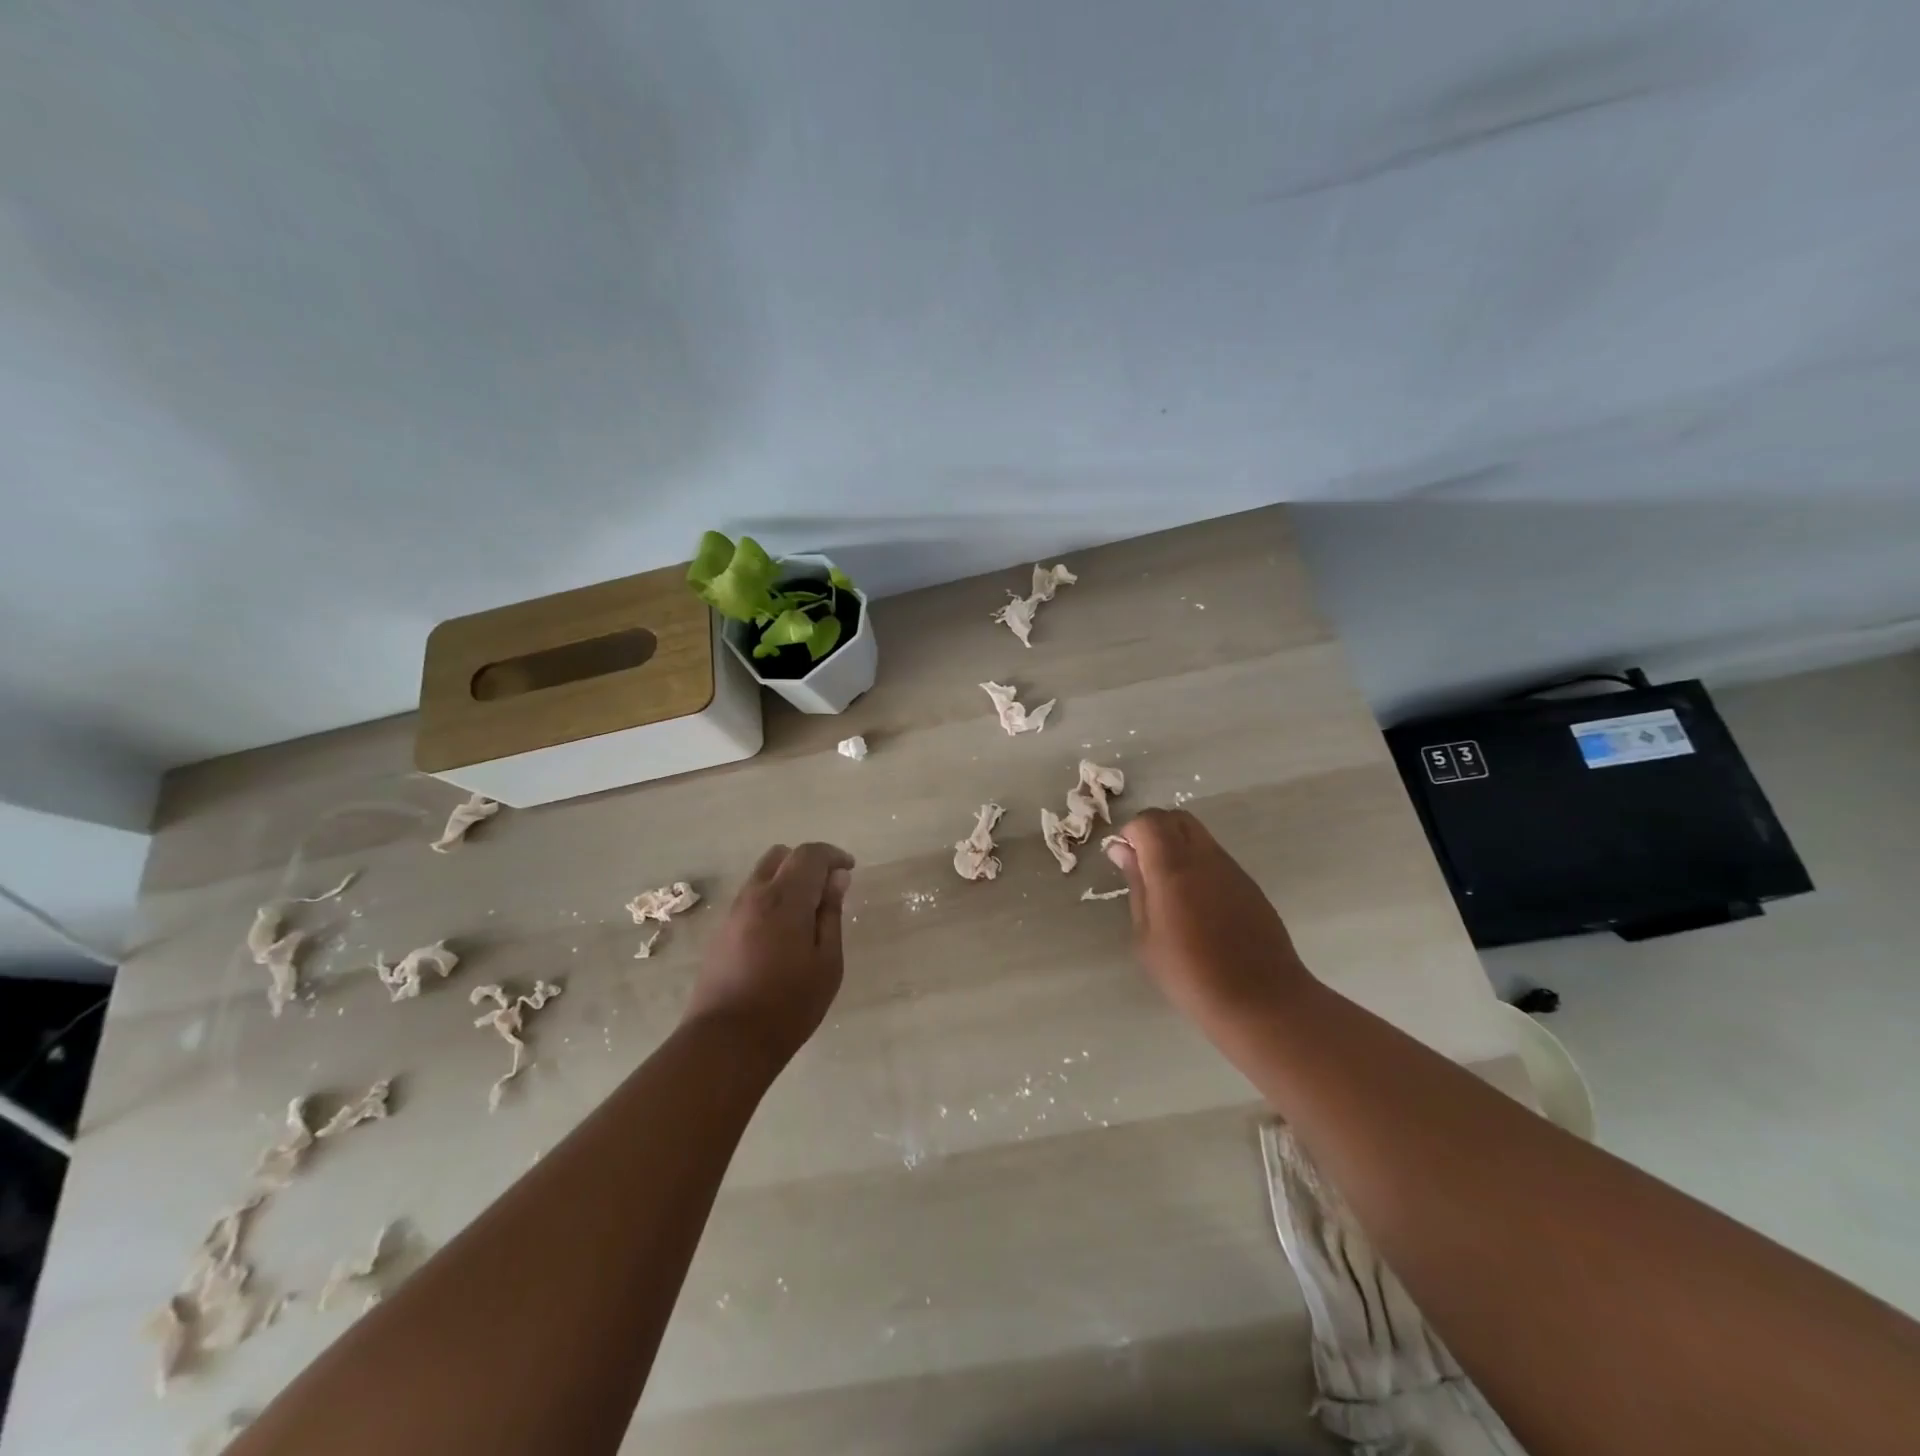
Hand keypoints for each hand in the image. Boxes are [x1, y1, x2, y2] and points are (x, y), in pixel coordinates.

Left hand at [684, 842, 853, 1067]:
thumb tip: (837, 879)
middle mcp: (755, 895)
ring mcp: (734, 912)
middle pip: (782, 856)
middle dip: (808, 862)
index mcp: (785, 899)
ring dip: (788, 879)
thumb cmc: (788, 1005)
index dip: (833, 855)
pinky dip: (772, 897)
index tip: (849, 870)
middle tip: (828, 889)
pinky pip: (751, 896)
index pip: (810, 854)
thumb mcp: (826, 962)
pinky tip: (784, 931)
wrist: (726, 1041)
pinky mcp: (722, 931)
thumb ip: (831, 914)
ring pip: (763, 874)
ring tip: (808, 912)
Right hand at [1105, 809, 1315, 1039]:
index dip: (1132, 832)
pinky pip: (1217, 858)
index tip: (1125, 859)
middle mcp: (1205, 857)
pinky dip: (1199, 864)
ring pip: (1200, 835)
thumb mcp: (1146, 935)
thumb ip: (1136, 885)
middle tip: (1143, 866)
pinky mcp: (1249, 885)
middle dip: (1155, 831)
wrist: (1260, 1000)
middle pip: (1177, 818)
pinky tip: (1197, 906)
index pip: (1150, 821)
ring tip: (1169, 890)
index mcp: (1173, 867)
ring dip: (1178, 847)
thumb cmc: (1190, 974)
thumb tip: (1123, 850)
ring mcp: (1232, 869)